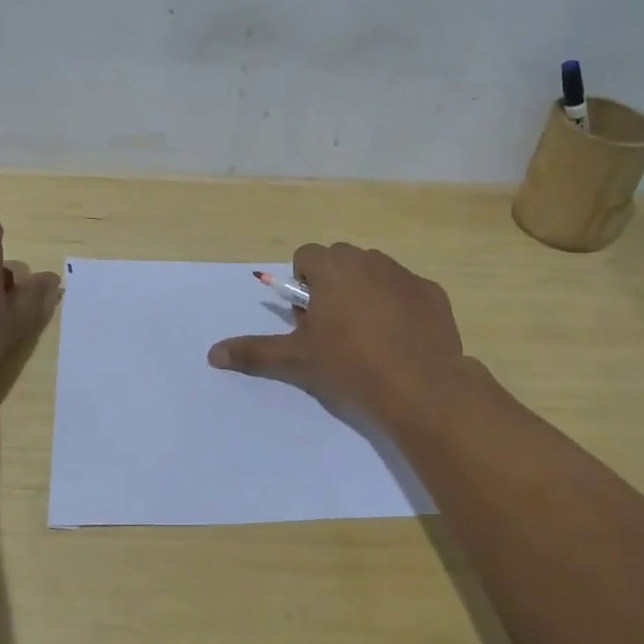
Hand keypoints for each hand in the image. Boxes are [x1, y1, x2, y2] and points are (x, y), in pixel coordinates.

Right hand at [208, 242, 467, 425]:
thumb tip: (212, 354)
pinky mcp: (431, 291)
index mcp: (331, 268)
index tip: (310, 319)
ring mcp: (403, 274)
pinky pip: (406, 290)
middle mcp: (367, 259)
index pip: (306, 257)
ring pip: (374, 273)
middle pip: (340, 261)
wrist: (420, 386)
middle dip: (333, 285)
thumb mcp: (297, 359)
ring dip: (365, 292)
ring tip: (370, 336)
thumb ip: (254, 351)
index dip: (304, 285)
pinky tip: (401, 339)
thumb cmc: (350, 365)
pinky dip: (399, 305)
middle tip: (336, 329)